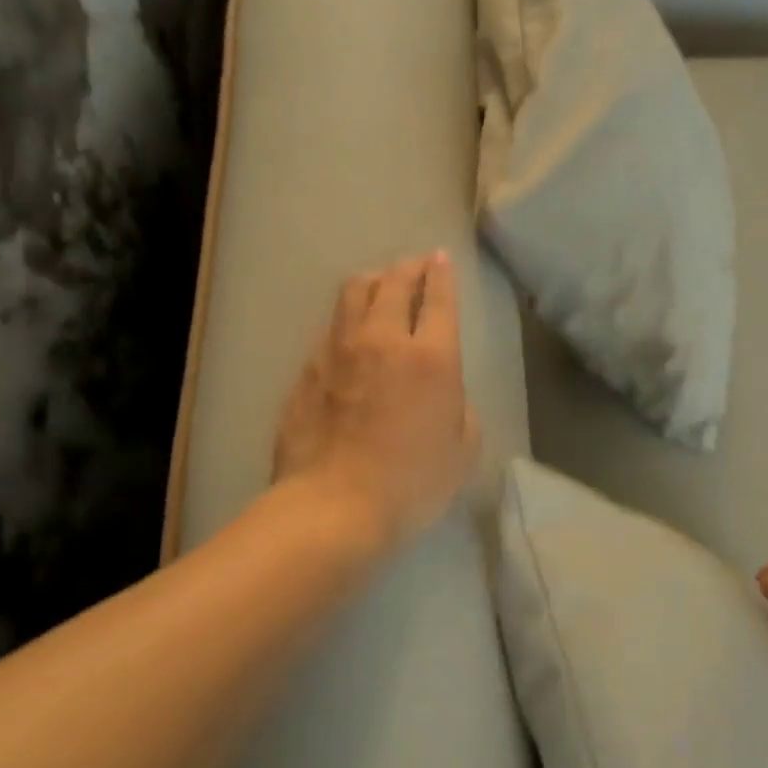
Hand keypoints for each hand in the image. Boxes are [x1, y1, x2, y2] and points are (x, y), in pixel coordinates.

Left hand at [274, 252, 480, 551]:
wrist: (334, 507)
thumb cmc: (412, 483)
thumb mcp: (462, 448)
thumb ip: (459, 408)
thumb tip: (443, 393)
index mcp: (430, 357)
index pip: (438, 299)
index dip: (441, 274)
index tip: (440, 259)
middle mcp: (382, 341)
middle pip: (392, 284)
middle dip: (407, 268)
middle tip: (414, 265)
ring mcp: (337, 352)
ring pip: (352, 295)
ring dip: (372, 282)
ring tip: (379, 284)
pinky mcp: (306, 371)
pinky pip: (330, 331)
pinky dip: (346, 322)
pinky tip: (348, 335)